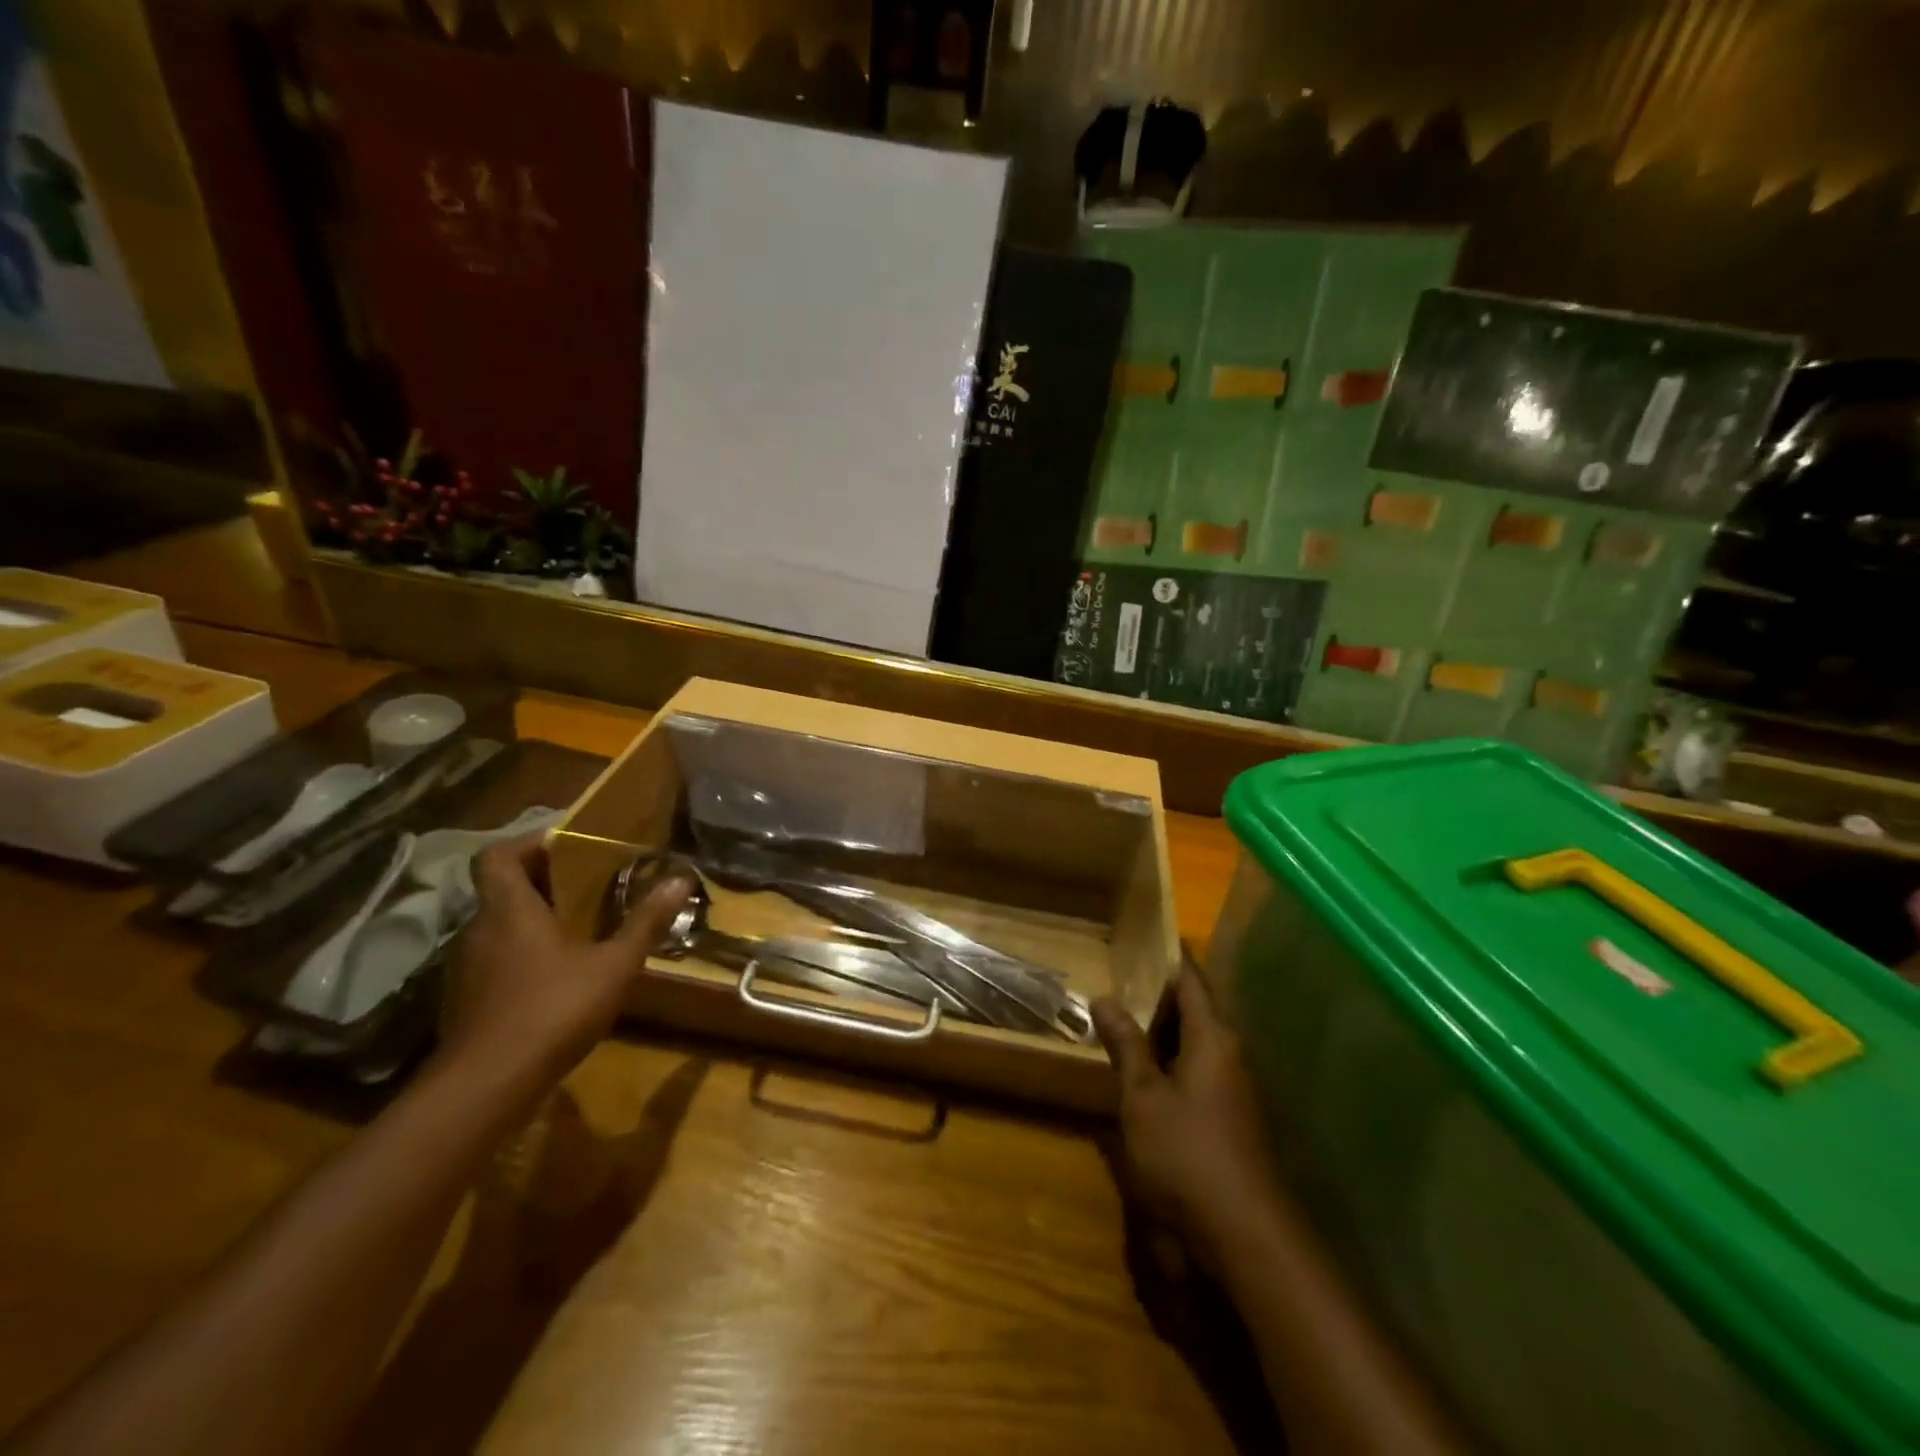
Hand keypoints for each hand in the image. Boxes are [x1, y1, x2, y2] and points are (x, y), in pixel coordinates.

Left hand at [439, 836, 691, 1089]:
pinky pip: (494, 960)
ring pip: (498, 927)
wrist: (485, 1087)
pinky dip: (521, 956)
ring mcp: (466, 969)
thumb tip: (681, 880)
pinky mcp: (464, 1002)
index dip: (527, 843)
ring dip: (532, 921)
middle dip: (542, 882)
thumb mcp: (613, 965)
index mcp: (510, 910)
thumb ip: (645, 922)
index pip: (497, 856)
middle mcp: (479, 931)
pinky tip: (555, 978)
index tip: (566, 846)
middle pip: (501, 890)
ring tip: (577, 930)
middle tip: (587, 886)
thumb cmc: (552, 1010)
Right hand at [1092, 970, 1288, 1271]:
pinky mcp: (1232, 1115)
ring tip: (1124, 1016)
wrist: (1246, 1235)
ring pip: (1196, 1040)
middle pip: (1195, 1007)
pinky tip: (1145, 1068)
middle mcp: (1231, 1052)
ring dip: (1163, 1028)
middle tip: (1119, 975)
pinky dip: (1171, 1057)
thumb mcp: (1143, 1096)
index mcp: (1213, 1036)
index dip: (1170, 956)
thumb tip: (1104, 998)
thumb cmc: (1188, 1153)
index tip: (1145, 934)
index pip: (1192, 980)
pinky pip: (1199, 1067)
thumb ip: (1125, 1045)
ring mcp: (1235, 1086)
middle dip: (1159, 992)